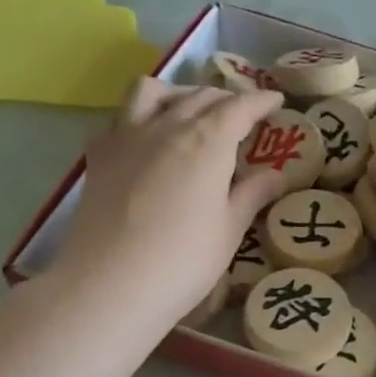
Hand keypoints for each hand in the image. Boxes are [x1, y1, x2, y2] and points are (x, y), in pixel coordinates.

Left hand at [53, 79, 286, 323]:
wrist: (110, 285)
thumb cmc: (184, 260)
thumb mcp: (230, 229)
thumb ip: (253, 194)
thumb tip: (277, 174)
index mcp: (207, 141)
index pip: (239, 107)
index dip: (261, 101)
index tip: (276, 100)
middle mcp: (166, 126)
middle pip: (199, 96)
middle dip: (225, 99)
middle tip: (241, 115)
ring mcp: (126, 137)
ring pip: (151, 92)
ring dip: (177, 93)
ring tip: (188, 111)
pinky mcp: (98, 157)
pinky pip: (117, 120)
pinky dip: (136, 119)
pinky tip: (144, 140)